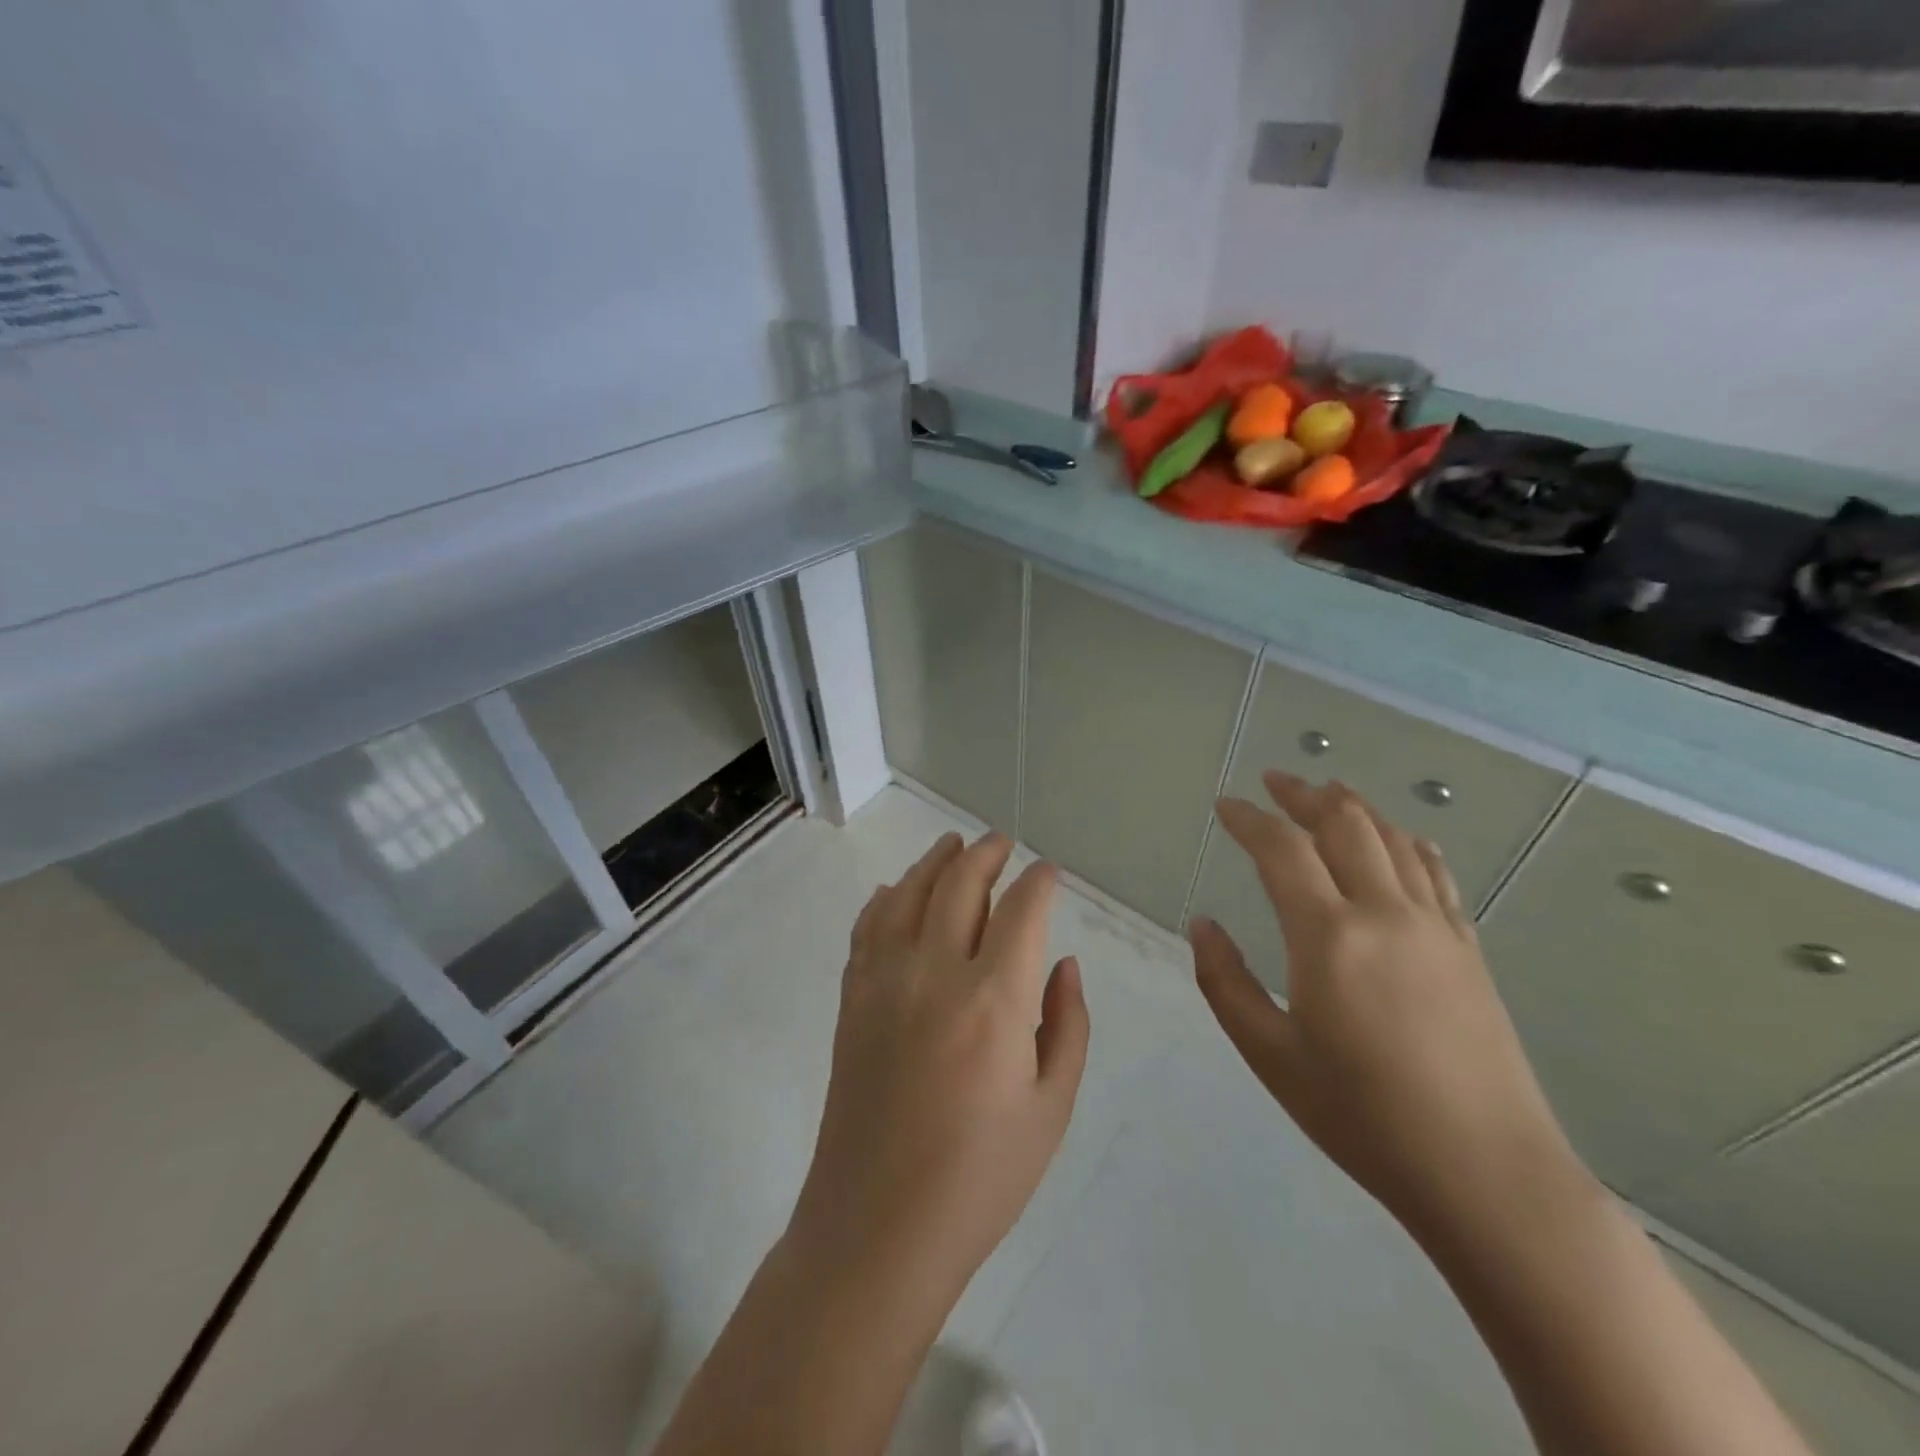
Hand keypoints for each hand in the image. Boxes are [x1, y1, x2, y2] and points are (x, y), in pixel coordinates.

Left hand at [789, 832, 1089, 1308]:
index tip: (1050, 872)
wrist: (878, 1225)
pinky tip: (897, 891)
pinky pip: (868, 926)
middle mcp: (935, 972)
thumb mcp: (1051, 1108)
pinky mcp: (853, 998)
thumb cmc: (980, 1177)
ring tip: (952, 844)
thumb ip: (1067, 1025)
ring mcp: (884, 980)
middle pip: (960, 883)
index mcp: (994, 999)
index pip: (1022, 910)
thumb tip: (1063, 963)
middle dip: (986, 853)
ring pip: (909, 893)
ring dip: (935, 861)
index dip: (1040, 882)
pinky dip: (887, 898)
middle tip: (1002, 843)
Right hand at [1190, 773, 1589, 1242]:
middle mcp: (1385, 913)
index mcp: (1329, 937)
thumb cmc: (1363, 1117)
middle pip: (1344, 824)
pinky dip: (1407, 841)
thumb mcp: (1271, 1056)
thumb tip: (1203, 924)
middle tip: (1274, 781)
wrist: (1488, 1174)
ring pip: (1393, 838)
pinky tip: (1399, 839)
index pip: (1282, 849)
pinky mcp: (1468, 949)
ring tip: (1327, 791)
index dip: (1250, 819)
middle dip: (1304, 794)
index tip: (1226, 804)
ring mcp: (1435, 927)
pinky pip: (1435, 872)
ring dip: (1354, 807)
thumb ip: (1226, 982)